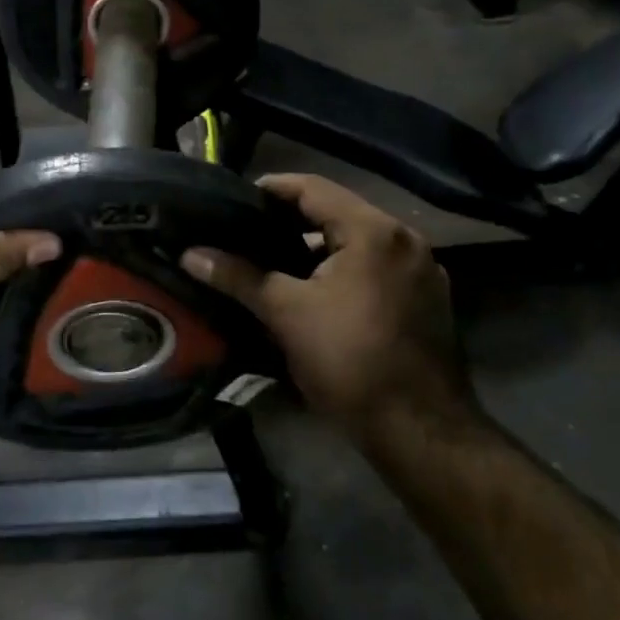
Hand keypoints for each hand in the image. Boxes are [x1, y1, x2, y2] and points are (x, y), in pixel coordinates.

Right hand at [181, 174, 472, 441]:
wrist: (419, 430)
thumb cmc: (349, 362)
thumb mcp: (287, 315)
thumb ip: (239, 277)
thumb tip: (191, 254)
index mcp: (374, 231)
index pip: (314, 188)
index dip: (271, 189)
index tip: (235, 198)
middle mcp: (405, 239)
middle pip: (338, 213)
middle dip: (291, 221)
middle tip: (248, 232)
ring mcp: (423, 270)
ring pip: (359, 243)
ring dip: (319, 249)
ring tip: (275, 262)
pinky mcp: (428, 299)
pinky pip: (377, 268)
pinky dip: (345, 270)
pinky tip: (316, 291)